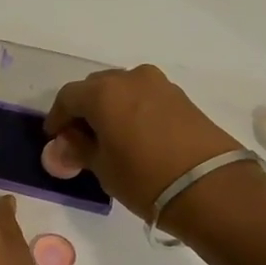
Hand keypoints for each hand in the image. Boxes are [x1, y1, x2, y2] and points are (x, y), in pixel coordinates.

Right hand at [44, 65, 242, 228]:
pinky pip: (145, 97)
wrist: (210, 187)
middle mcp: (129, 78)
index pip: (67, 97)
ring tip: (109, 137)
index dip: (57, 118)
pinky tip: (134, 135)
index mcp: (103, 92)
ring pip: (122, 90)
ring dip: (110, 108)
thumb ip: (80, 149)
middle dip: (84, 109)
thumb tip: (68, 143)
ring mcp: (159, 85)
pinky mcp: (181, 97)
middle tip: (80, 137)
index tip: (55, 138)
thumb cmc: (145, 178)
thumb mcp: (103, 168)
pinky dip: (133, 110)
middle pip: (95, 87)